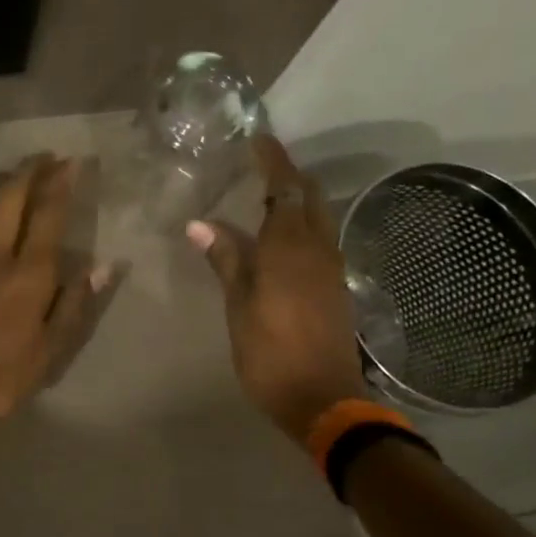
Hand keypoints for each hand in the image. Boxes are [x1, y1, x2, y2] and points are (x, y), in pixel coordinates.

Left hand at [0, 154, 105, 420]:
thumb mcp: (49, 353)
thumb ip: (73, 306)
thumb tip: (102, 267)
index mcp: (29, 275)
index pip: (48, 216)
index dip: (61, 185)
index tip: (72, 163)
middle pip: (11, 198)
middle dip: (31, 171)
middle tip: (47, 156)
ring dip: (4, 182)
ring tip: (18, 170)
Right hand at [188, 136, 366, 442]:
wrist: (323, 398)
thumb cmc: (270, 353)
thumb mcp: (238, 307)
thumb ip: (225, 260)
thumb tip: (199, 223)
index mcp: (289, 247)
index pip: (284, 187)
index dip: (272, 159)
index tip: (257, 138)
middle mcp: (317, 247)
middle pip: (309, 196)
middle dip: (288, 175)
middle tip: (259, 168)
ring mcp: (331, 267)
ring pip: (319, 217)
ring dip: (297, 200)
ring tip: (266, 199)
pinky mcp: (336, 286)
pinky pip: (321, 239)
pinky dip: (303, 225)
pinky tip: (282, 240)